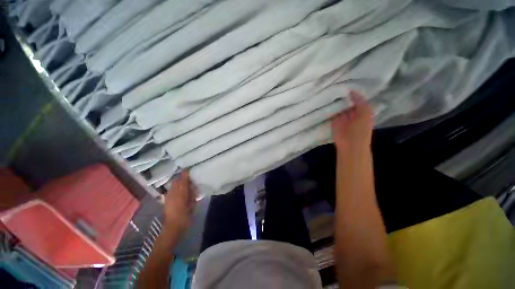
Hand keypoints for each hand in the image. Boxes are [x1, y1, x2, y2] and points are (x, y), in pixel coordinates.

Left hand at [163, 170, 196, 235]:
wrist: (172, 228)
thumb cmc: (185, 217)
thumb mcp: (192, 206)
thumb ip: (192, 196)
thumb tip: (192, 189)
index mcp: (181, 194)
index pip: (183, 181)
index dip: (185, 174)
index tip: (187, 169)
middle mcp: (173, 194)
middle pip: (176, 182)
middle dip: (181, 177)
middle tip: (187, 176)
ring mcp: (168, 197)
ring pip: (173, 185)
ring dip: (178, 182)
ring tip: (183, 182)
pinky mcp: (166, 200)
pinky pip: (170, 190)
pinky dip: (174, 187)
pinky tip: (178, 190)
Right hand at [331, 91, 373, 150]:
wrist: (350, 144)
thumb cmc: (361, 130)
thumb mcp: (366, 113)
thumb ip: (360, 101)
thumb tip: (352, 91)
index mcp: (361, 111)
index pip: (357, 99)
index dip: (353, 92)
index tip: (347, 83)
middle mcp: (351, 113)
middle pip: (346, 102)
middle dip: (343, 95)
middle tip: (337, 85)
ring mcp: (341, 117)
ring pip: (338, 106)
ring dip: (335, 101)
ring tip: (331, 89)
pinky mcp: (333, 121)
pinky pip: (331, 112)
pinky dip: (329, 107)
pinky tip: (326, 99)